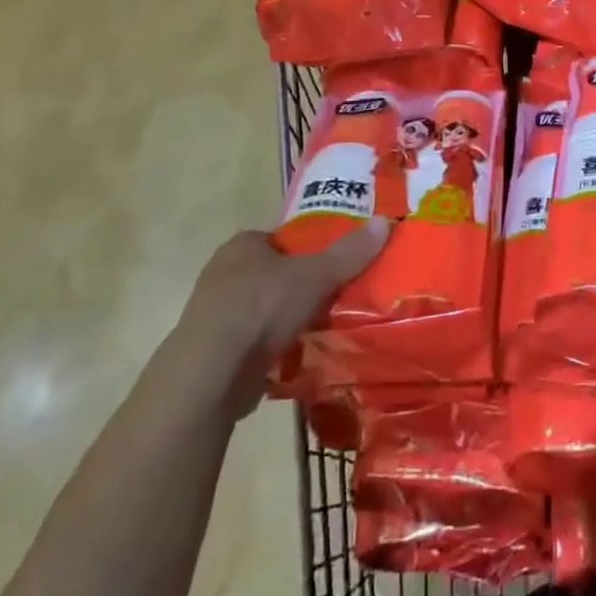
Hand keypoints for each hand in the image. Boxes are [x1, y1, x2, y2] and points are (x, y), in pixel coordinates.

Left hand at [175, 219, 389, 414]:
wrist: (210, 374)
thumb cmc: (261, 308)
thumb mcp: (315, 275)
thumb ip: (349, 253)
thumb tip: (386, 221)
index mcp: (242, 245)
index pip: (281, 240)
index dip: (307, 252)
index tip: (332, 269)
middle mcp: (222, 273)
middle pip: (272, 276)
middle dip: (298, 289)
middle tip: (332, 301)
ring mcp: (213, 315)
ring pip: (262, 312)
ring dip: (285, 322)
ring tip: (320, 332)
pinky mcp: (212, 353)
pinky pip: (251, 344)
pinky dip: (271, 351)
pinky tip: (295, 361)